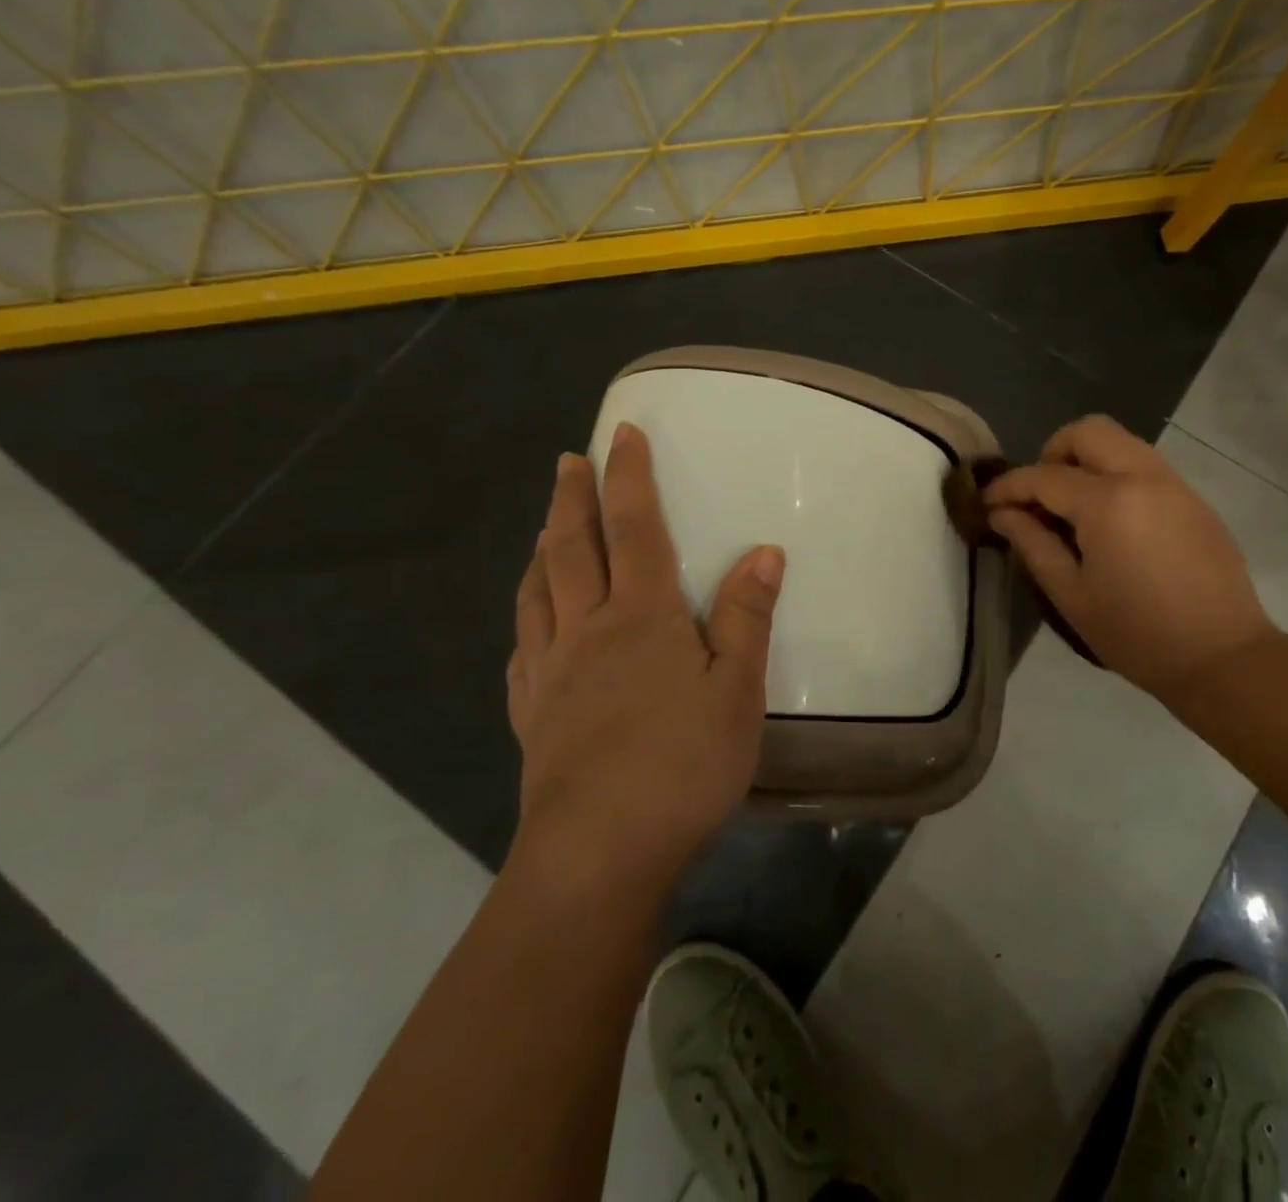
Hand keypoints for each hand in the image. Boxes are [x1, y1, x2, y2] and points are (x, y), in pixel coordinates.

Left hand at [506, 423, 784, 887]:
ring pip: (538, 591)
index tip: (623, 434)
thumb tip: (764, 551)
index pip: (634, 528)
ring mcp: (551, 671)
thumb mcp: (737, 690)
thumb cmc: (682, 765)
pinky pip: (524, 646)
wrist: (598, 853)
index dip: (630, 478)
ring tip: (545, 526)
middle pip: (571, 548)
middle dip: (571, 498)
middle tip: (567, 461)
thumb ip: (747, 617)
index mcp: (641, 616)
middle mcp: (587, 629)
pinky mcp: (532, 713)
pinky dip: (527, 615)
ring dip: (542, 548)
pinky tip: (531, 621)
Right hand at [984, 415, 1273, 705]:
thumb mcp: (1071, 595)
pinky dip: (1116, 475)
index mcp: (1108, 503)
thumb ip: (1033, 544)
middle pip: (1089, 431)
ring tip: (1071, 507)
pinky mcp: (1194, 500)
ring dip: (1087, 460)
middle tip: (1039, 495)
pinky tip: (1110, 521)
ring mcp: (1174, 484)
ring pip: (1121, 442)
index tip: (987, 502)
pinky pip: (1145, 466)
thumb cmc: (1136, 634)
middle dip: (1052, 453)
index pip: (1044, 476)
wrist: (1222, 658)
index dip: (1009, 486)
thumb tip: (1002, 513)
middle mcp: (1143, 477)